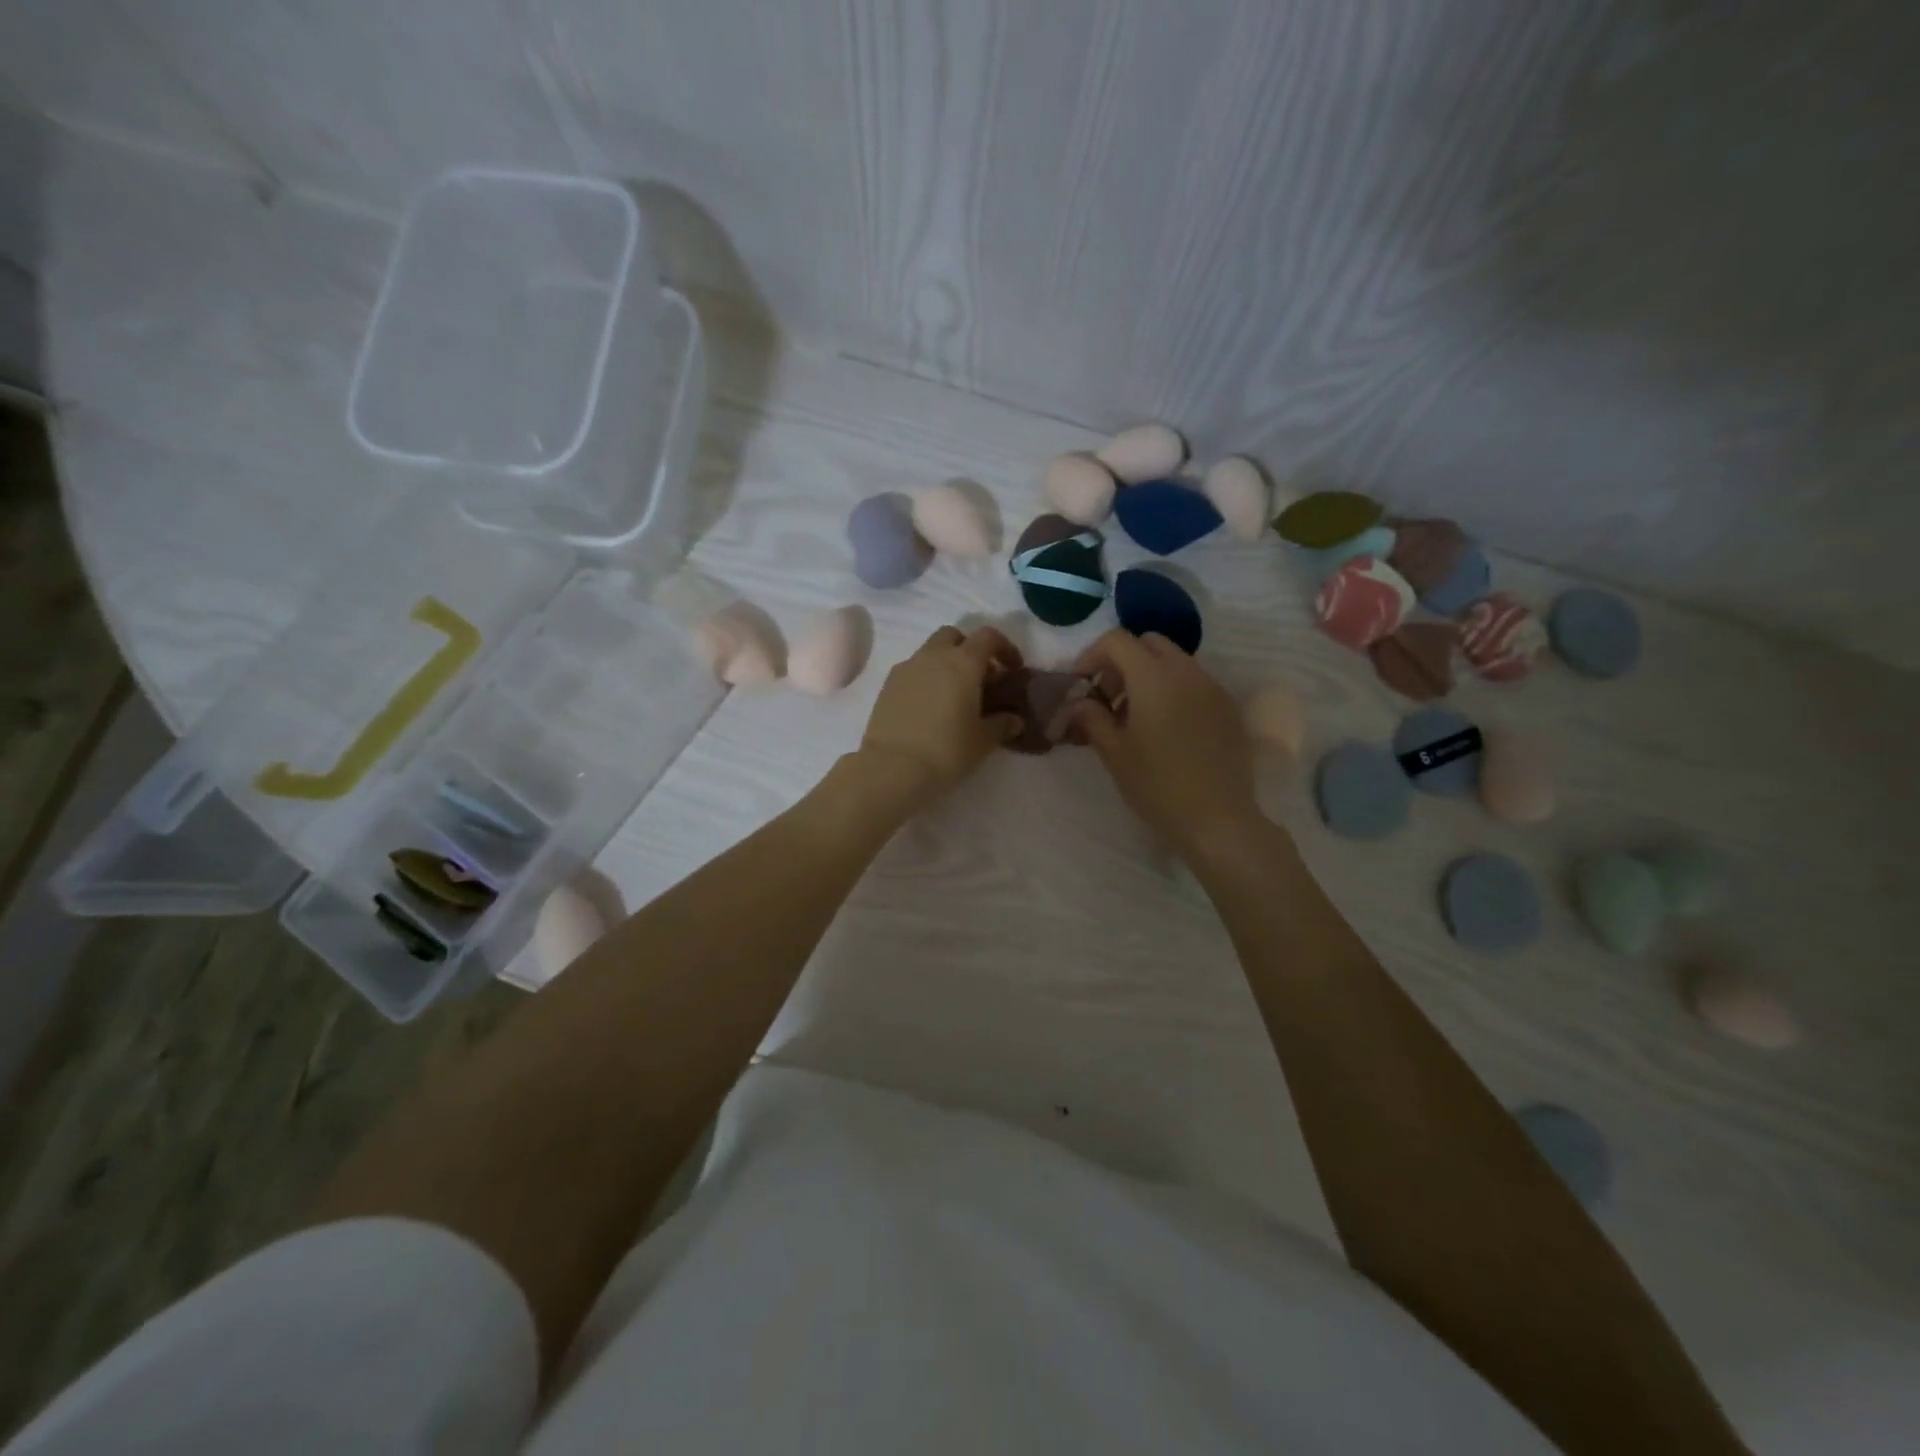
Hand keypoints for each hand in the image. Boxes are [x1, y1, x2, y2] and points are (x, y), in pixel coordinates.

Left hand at [857, 624, 1023, 806]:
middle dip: (970, 650)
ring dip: (946, 663)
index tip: (1012, 669)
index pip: (988, 637)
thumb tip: (1015, 719)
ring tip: (954, 695)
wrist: (892, 767)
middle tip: (980, 678)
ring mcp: (907, 668)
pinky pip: (912, 670)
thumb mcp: (983, 741)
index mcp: (963, 662)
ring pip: (931, 651)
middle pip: (955, 636)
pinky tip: (930, 706)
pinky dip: (926, 678)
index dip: (1005, 648)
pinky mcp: (887, 685)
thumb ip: (1002, 724)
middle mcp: (934, 656)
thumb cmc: (947, 750)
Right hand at [1067, 631, 1261, 858]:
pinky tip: (1167, 728)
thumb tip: (1078, 702)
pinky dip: (1174, 689)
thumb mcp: (1113, 752)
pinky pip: (1195, 682)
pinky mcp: (1229, 707)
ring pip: (1175, 660)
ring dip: (1148, 675)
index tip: (1081, 685)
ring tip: (1136, 717)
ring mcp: (1213, 687)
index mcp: (1153, 676)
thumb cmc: (1157, 785)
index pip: (1117, 640)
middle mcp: (1186, 671)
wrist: (1218, 819)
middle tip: (1108, 698)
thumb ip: (1091, 717)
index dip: (1092, 655)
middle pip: (1148, 643)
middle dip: (1122, 661)